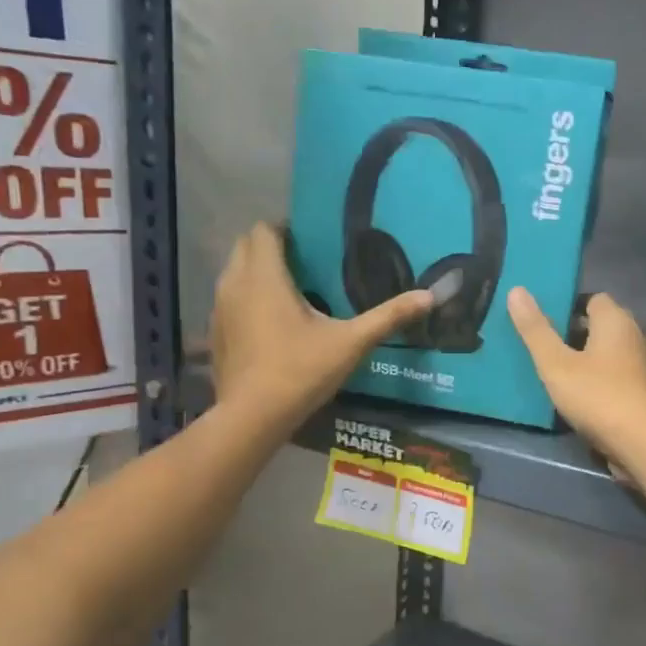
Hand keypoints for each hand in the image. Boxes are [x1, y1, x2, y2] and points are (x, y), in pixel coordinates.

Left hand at [209, 223, 432, 430]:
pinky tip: (272, 323)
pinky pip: (230, 300)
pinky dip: (247, 299)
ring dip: (257, 272)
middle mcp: (235, 284)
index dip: (286, 229)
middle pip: (246, 246)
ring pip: (235, 273)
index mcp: (265, 277)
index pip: (264, 230)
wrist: (252, 416)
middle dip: (272, 247)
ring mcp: (220, 309)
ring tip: (292, 289)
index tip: (313, 241)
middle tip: (307, 262)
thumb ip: (388, 317)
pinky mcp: (215, 333)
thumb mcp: (351, 343)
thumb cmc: (301, 371)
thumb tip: (430, 296)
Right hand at [507, 288, 645, 466]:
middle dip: (581, 334)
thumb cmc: (598, 396)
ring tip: (567, 375)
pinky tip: (590, 398)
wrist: (645, 443)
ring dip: (595, 359)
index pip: (594, 299)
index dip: (571, 308)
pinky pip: (625, 376)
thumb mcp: (556, 365)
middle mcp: (638, 335)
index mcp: (616, 321)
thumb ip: (536, 330)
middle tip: (552, 350)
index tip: (549, 325)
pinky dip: (608, 380)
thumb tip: (516, 290)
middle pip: (606, 325)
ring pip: (616, 353)